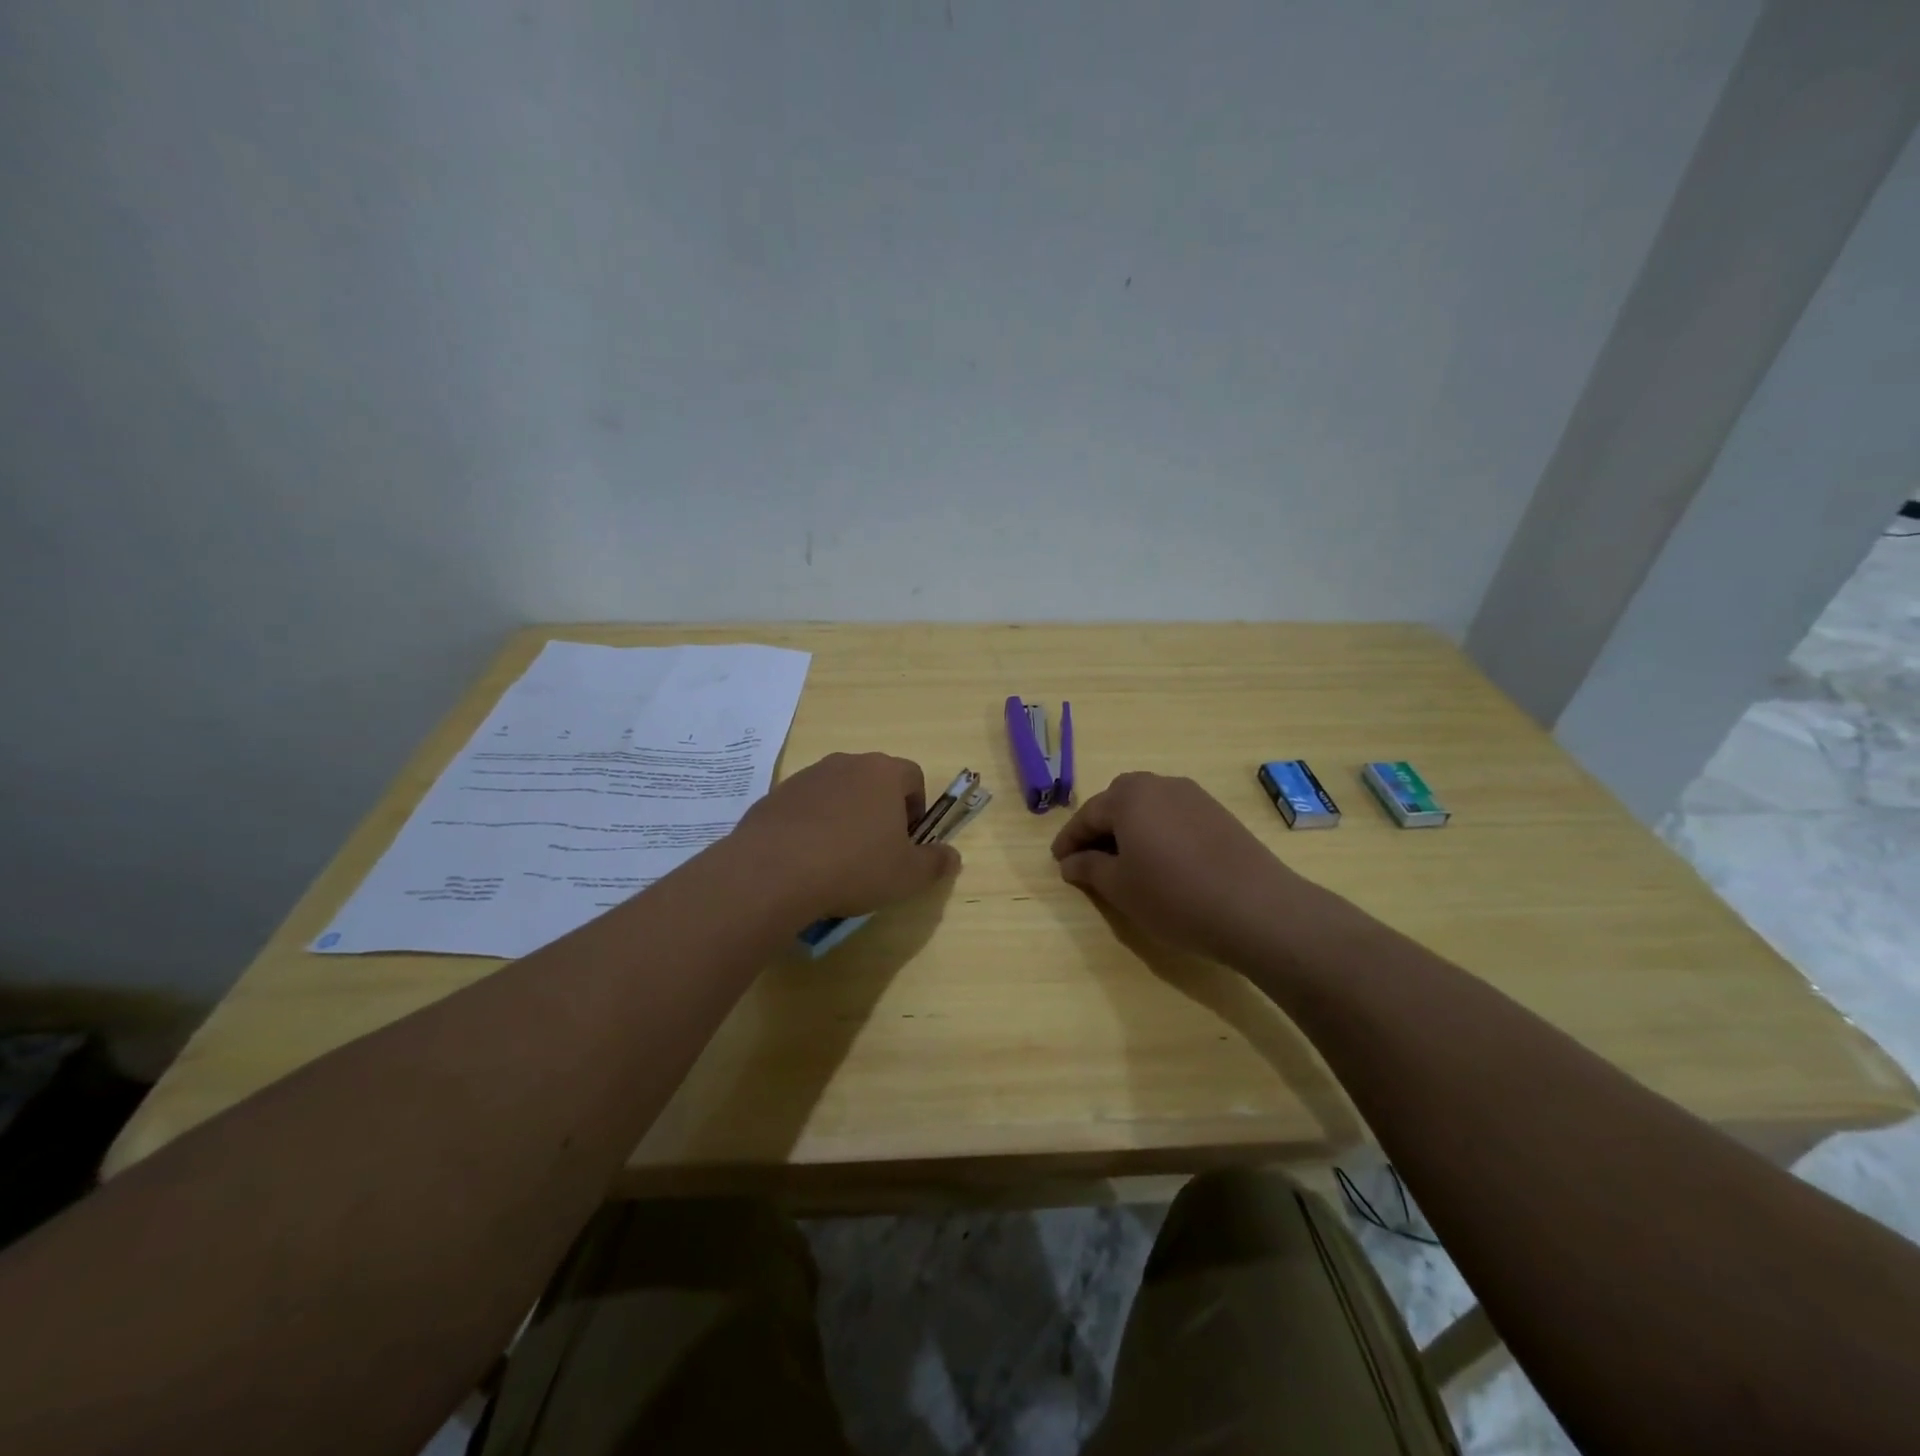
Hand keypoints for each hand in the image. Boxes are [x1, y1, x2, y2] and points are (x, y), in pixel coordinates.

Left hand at [736, 752, 959, 920]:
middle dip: (880, 810)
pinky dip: (811, 825)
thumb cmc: (853, 867)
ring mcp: (807, 776)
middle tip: (876, 850)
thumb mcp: (907, 875)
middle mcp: (846, 764)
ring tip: (837, 858)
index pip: (913, 777)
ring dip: (844, 816)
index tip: (908, 840)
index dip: (917, 808)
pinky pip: (805, 806)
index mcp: (883, 773)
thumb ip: (935, 863)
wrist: (773, 872)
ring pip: (838, 792)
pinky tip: (806, 859)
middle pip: (874, 781)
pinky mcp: (775, 795)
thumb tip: (952, 856)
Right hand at [1051, 773, 1307, 967]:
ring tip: (1126, 860)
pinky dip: (1158, 830)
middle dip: (1100, 826)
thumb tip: (1071, 862)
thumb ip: (1089, 869)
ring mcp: (1193, 796)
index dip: (1069, 839)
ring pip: (1149, 805)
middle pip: (1118, 800)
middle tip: (1090, 857)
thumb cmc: (1174, 896)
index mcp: (1128, 797)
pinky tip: (1163, 860)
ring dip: (1130, 826)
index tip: (1058, 861)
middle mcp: (1159, 785)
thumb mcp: (1121, 888)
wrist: (1256, 908)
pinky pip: (1174, 814)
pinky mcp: (1218, 812)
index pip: (1087, 814)